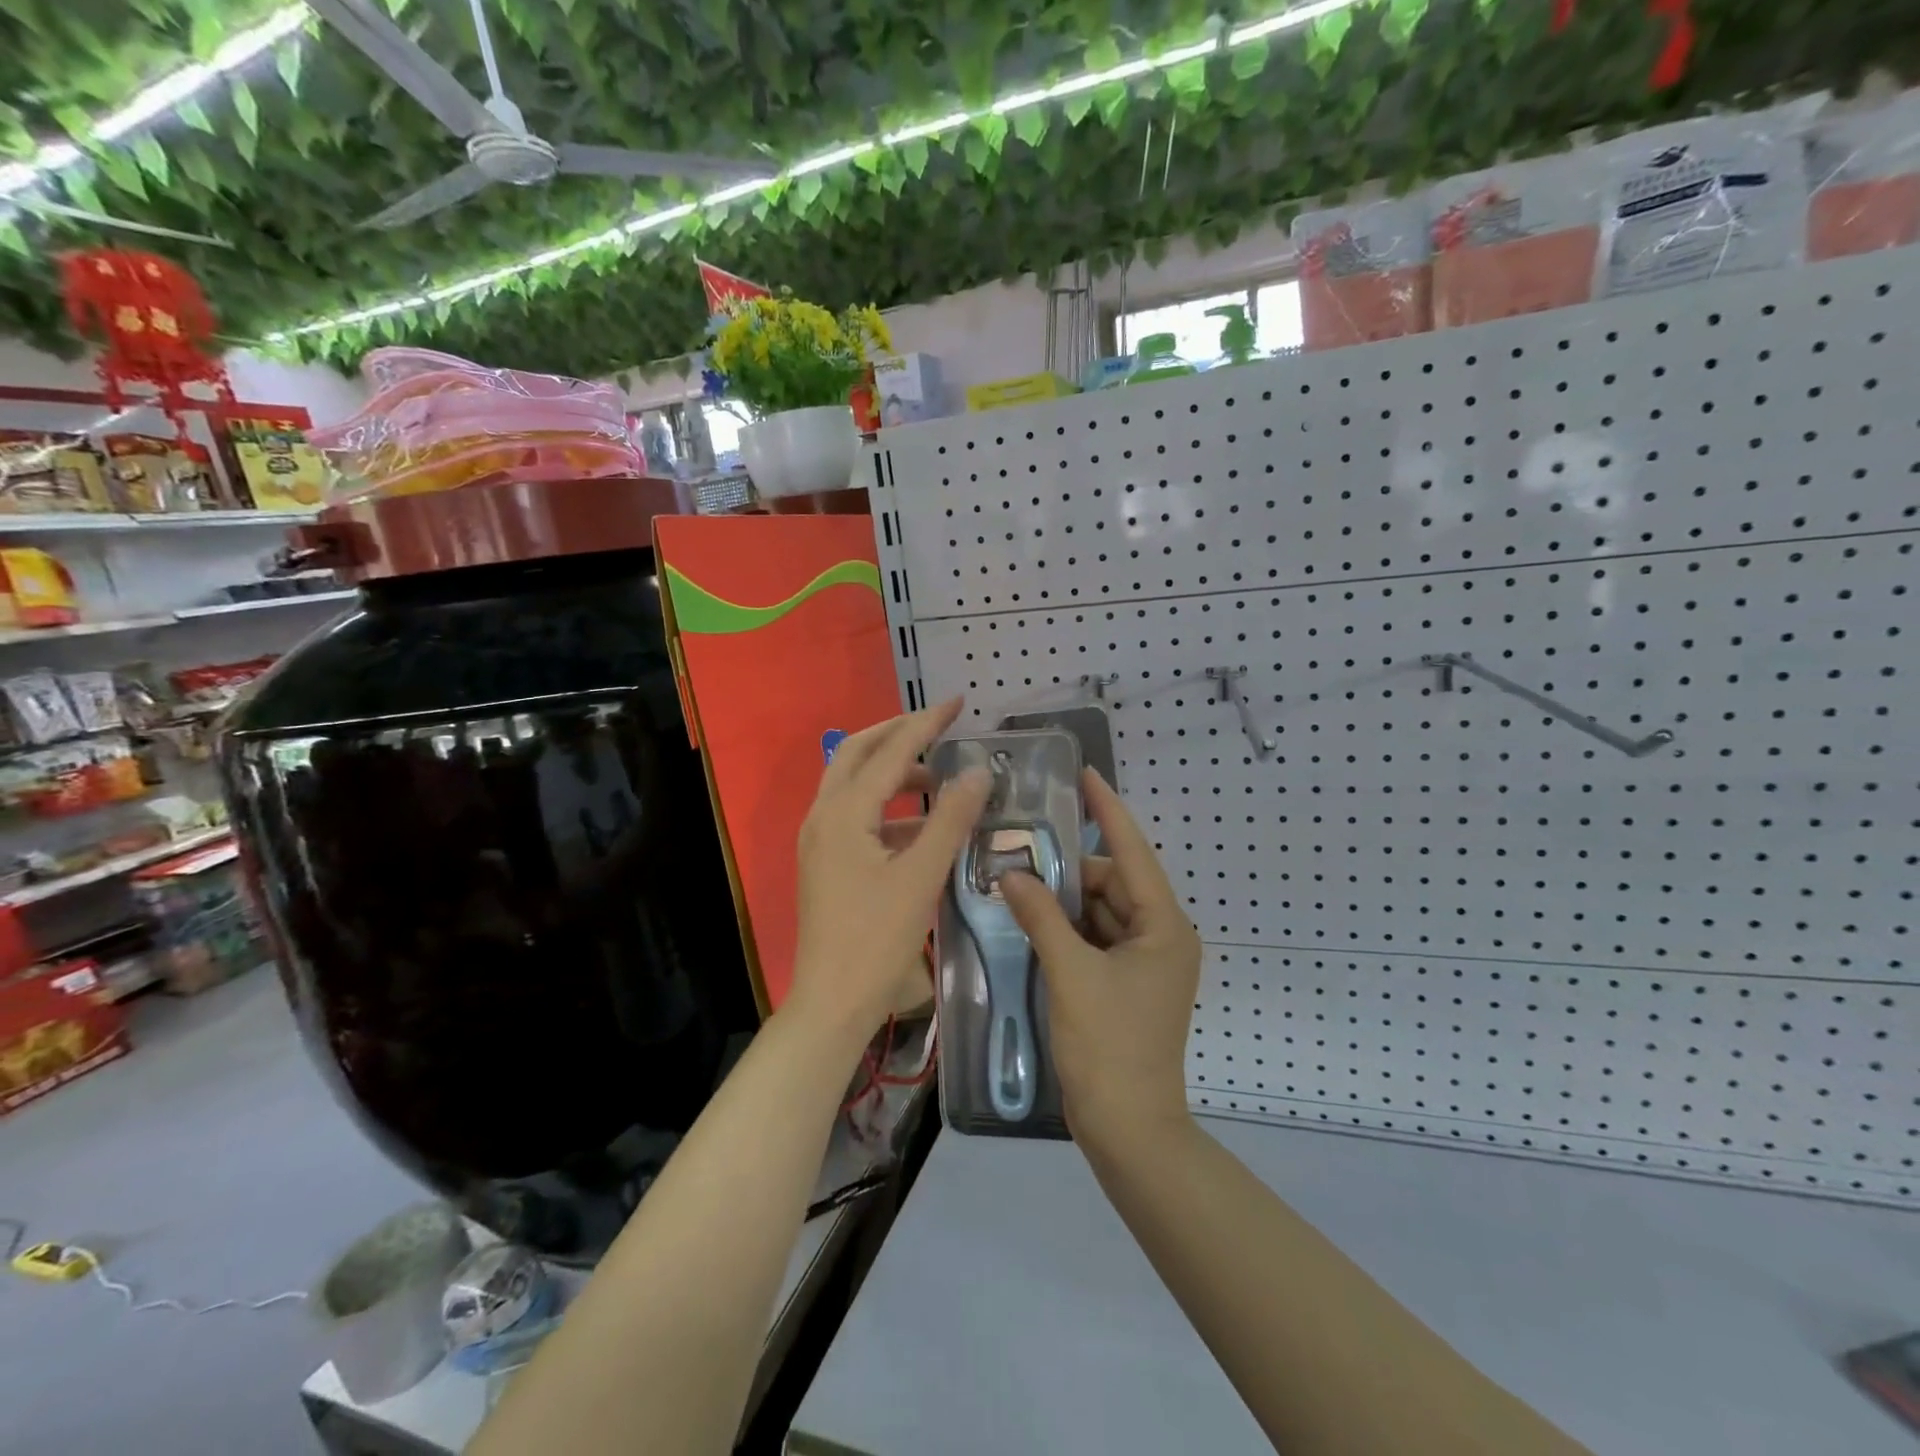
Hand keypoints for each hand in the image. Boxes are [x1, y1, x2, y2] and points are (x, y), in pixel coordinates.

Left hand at [789, 698, 990, 1038]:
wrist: (832, 1003)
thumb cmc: (876, 940)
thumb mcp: (921, 876)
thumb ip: (950, 820)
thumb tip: (977, 772)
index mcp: (843, 813)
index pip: (889, 752)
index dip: (925, 724)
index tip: (957, 703)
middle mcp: (823, 816)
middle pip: (857, 754)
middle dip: (897, 734)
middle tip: (938, 726)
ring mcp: (820, 840)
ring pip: (854, 784)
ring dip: (892, 772)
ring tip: (938, 777)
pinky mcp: (826, 862)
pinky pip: (857, 816)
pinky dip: (888, 808)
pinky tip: (923, 826)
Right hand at [1001, 769, 1200, 1149]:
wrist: (1128, 1130)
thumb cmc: (1109, 1047)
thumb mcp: (1071, 974)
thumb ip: (1041, 917)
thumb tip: (1011, 874)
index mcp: (1163, 927)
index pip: (1133, 852)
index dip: (1108, 810)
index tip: (1085, 775)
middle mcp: (1159, 936)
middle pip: (1111, 882)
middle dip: (1069, 867)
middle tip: (1020, 848)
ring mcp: (1142, 962)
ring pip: (1099, 910)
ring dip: (1063, 899)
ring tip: (1017, 879)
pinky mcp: (1123, 982)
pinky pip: (1093, 937)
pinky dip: (1065, 927)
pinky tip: (1030, 918)